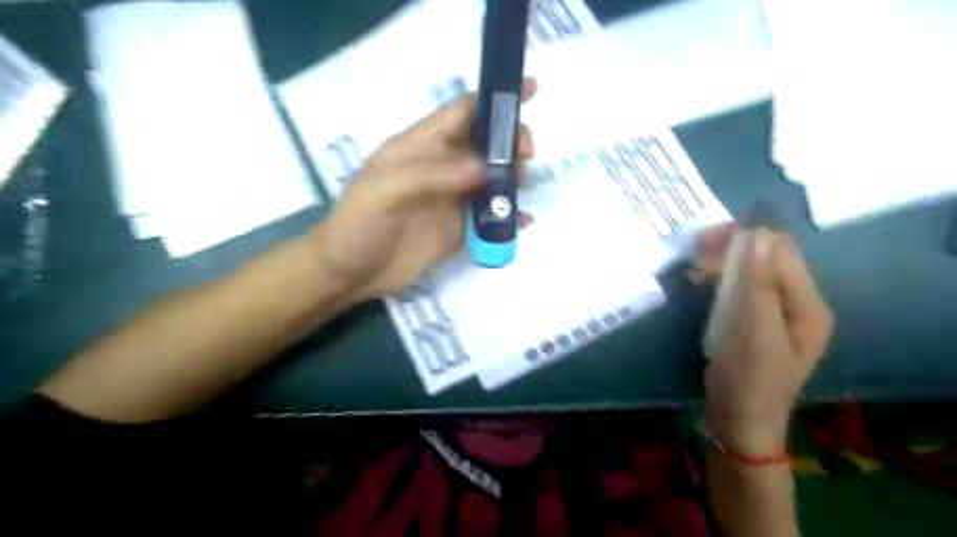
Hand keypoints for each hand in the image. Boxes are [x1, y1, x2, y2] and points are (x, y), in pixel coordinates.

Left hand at [315, 78, 537, 298]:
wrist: (350, 274)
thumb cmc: (358, 225)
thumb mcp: (384, 192)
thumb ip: (432, 175)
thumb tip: (484, 168)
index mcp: (418, 147)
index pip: (461, 112)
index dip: (493, 100)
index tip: (530, 91)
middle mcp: (440, 168)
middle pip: (485, 144)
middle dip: (511, 143)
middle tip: (527, 157)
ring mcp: (451, 200)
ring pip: (493, 179)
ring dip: (513, 179)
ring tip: (523, 190)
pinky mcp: (458, 229)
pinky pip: (490, 217)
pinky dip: (509, 217)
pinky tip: (523, 223)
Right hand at [702, 228, 831, 453]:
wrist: (738, 423)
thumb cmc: (749, 380)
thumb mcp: (754, 332)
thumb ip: (759, 283)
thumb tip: (760, 233)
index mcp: (807, 305)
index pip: (782, 252)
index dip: (747, 238)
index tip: (705, 240)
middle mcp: (796, 304)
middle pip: (767, 259)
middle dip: (731, 251)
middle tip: (694, 256)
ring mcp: (774, 313)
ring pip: (751, 273)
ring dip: (722, 266)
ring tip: (693, 273)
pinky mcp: (753, 322)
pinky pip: (740, 290)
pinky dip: (719, 282)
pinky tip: (699, 285)